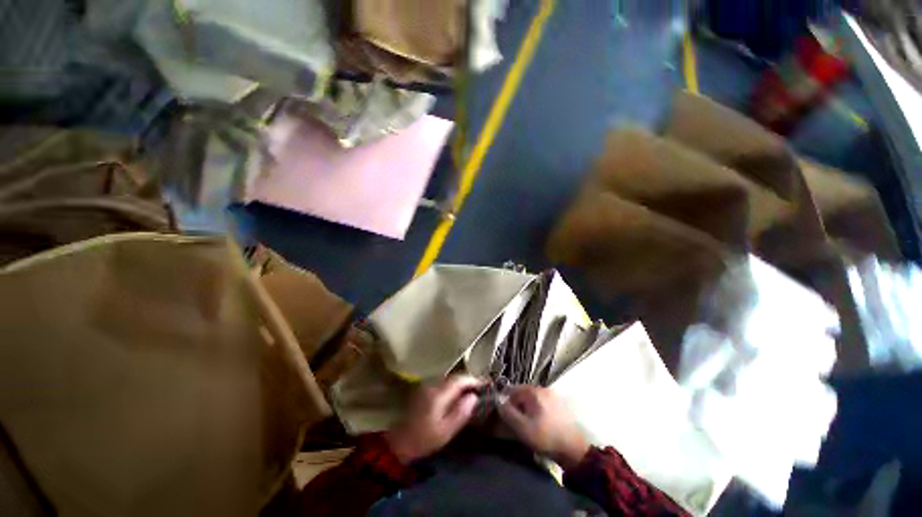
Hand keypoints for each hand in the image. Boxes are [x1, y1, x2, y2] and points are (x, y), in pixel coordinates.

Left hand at [386, 375, 483, 463]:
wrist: (399, 442)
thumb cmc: (424, 439)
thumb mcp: (446, 431)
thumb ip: (461, 412)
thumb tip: (474, 396)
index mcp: (438, 394)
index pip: (459, 380)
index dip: (473, 379)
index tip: (485, 383)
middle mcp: (432, 384)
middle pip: (454, 376)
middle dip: (468, 380)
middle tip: (481, 386)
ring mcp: (426, 385)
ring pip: (448, 378)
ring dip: (460, 382)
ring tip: (472, 389)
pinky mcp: (423, 388)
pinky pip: (442, 382)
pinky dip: (452, 385)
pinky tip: (457, 393)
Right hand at [498, 386, 589, 469]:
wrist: (575, 449)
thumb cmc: (546, 437)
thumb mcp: (522, 427)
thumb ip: (507, 412)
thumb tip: (498, 401)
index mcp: (533, 391)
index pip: (512, 389)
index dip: (504, 401)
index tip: (502, 414)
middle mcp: (543, 388)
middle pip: (522, 393)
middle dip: (516, 405)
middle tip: (513, 421)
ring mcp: (553, 396)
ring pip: (532, 399)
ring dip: (526, 409)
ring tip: (525, 424)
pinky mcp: (559, 405)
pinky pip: (541, 404)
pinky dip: (536, 411)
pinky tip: (537, 424)